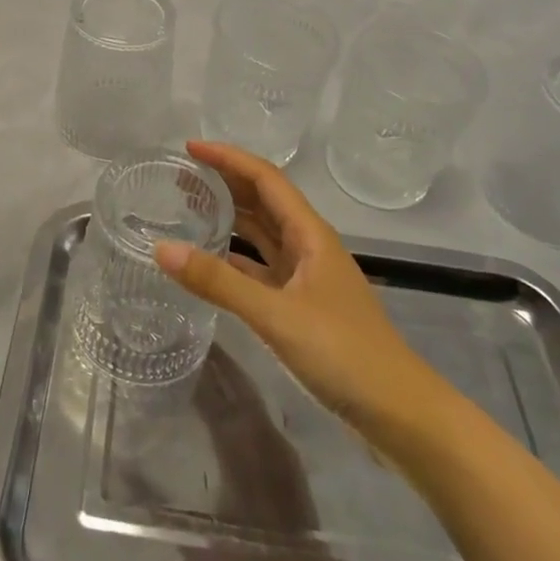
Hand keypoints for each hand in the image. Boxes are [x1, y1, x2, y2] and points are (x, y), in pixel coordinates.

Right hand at [154, 141, 424, 427]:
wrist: (399, 412)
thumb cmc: (343, 352)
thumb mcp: (276, 315)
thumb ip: (219, 282)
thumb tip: (161, 248)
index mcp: (310, 234)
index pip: (265, 178)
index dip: (228, 158)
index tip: (190, 148)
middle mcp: (309, 246)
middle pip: (264, 200)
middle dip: (226, 181)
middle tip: (182, 175)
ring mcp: (307, 277)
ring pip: (263, 233)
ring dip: (231, 216)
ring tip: (191, 206)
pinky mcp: (302, 306)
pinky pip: (262, 268)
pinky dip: (236, 258)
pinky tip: (211, 262)